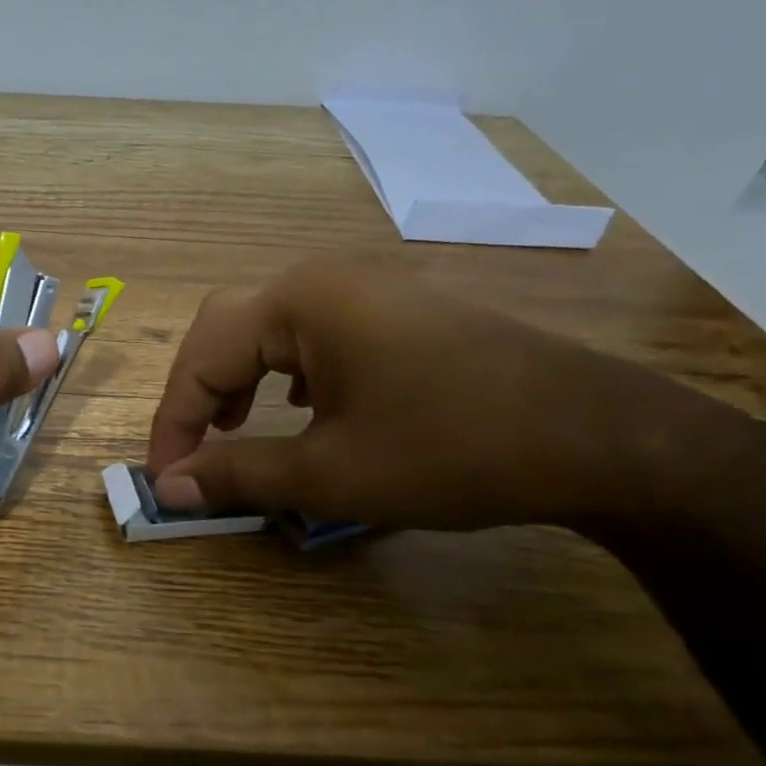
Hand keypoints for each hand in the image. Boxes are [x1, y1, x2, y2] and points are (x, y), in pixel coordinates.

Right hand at [145, 255, 713, 529]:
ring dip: (238, 377)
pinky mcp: (399, 310)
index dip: (173, 421)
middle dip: (198, 391)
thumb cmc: (451, 449)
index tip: (164, 479)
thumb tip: (168, 486)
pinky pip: (314, 332)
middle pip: (227, 327)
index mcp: (299, 300)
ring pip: (269, 327)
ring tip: (234, 427)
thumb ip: (236, 474)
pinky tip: (299, 406)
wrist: (601, 438)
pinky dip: (284, 371)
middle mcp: (325, 278)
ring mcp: (368, 288)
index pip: (201, 356)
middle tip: (192, 449)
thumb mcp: (330, 472)